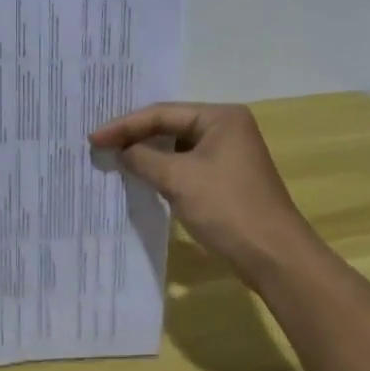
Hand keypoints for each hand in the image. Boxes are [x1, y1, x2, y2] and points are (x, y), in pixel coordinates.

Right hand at [89, 103, 317, 289]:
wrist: (275, 257)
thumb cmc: (227, 208)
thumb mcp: (178, 180)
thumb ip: (144, 159)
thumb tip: (122, 152)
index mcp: (220, 117)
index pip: (162, 113)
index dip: (125, 125)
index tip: (94, 137)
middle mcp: (227, 128)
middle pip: (171, 125)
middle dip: (136, 136)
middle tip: (101, 143)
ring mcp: (230, 154)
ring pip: (178, 146)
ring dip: (149, 154)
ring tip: (116, 157)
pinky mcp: (228, 178)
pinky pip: (188, 165)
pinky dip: (165, 170)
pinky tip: (144, 176)